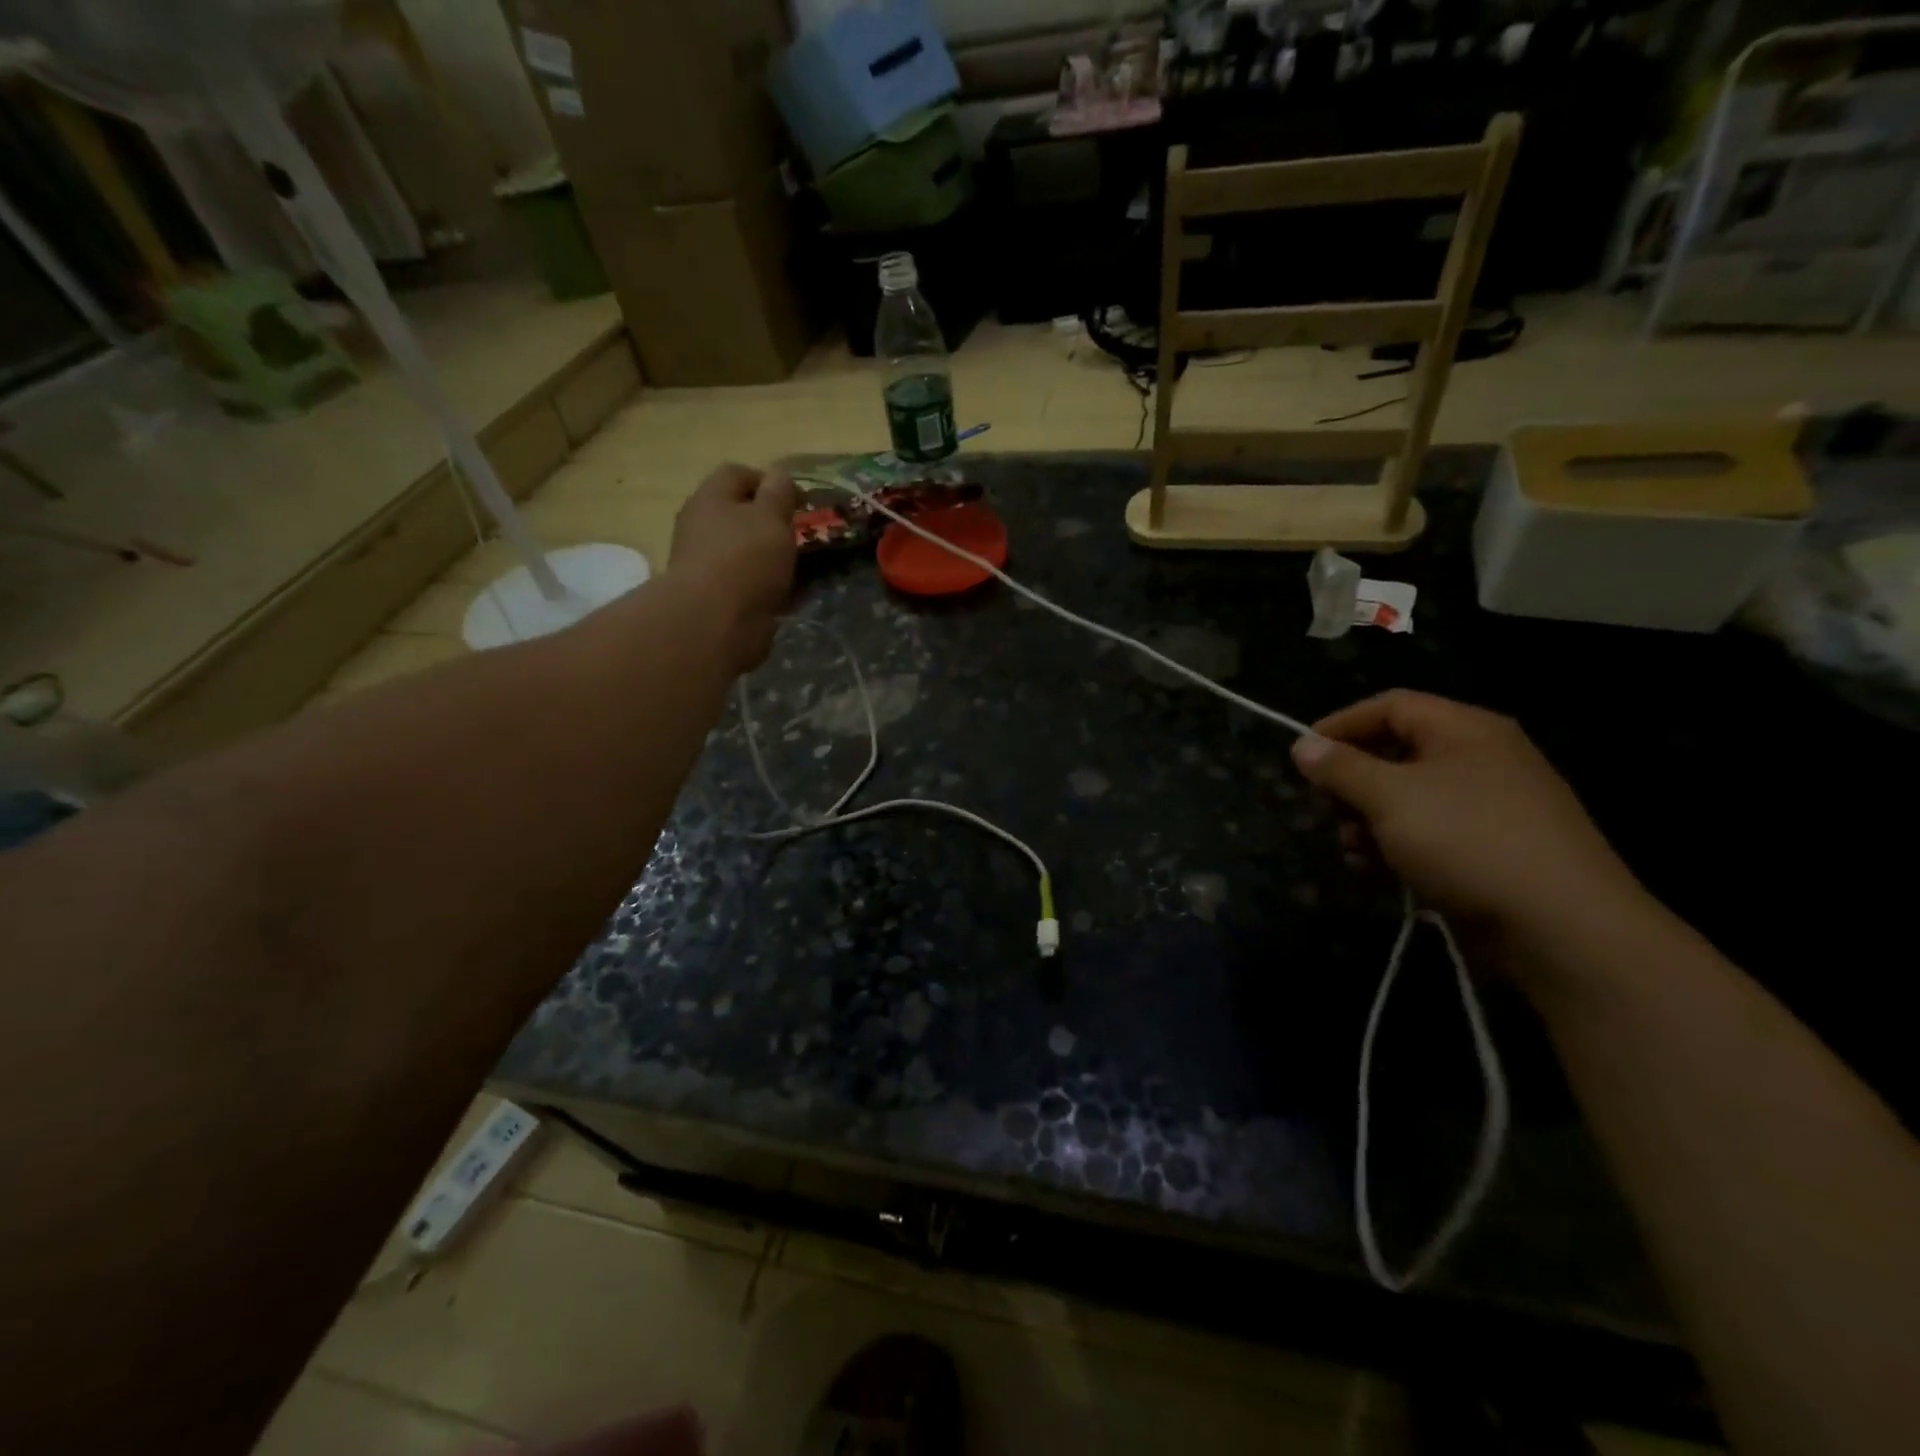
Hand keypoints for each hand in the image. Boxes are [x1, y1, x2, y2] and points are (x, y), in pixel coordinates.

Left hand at [667, 464, 797, 673]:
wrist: (714, 622)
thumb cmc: (745, 559)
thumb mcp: (771, 517)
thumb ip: (778, 494)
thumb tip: (779, 473)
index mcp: (710, 498)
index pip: (737, 474)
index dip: (768, 481)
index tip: (797, 499)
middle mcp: (700, 526)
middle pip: (737, 514)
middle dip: (768, 522)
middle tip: (798, 534)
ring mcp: (704, 564)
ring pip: (742, 551)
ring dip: (767, 556)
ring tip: (797, 566)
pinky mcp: (713, 597)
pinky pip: (744, 583)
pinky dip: (764, 585)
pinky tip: (786, 594)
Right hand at [1291, 690, 1646, 952]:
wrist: (1561, 927)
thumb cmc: (1467, 842)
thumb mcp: (1389, 797)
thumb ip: (1341, 767)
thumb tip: (1303, 746)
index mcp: (1465, 730)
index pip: (1390, 706)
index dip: (1340, 725)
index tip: (1302, 757)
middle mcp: (1481, 758)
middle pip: (1396, 752)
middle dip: (1352, 782)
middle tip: (1326, 809)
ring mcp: (1490, 806)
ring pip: (1408, 798)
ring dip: (1367, 820)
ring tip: (1351, 849)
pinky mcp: (1491, 849)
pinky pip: (1430, 832)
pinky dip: (1396, 845)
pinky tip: (1376, 870)